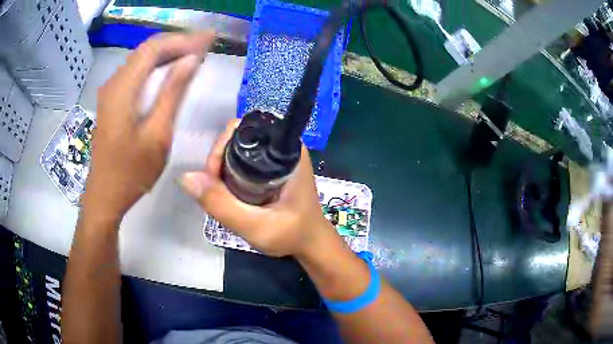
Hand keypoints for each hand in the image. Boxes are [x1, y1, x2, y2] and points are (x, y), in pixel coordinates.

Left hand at [82, 32, 215, 222]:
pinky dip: (155, 65)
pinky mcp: (112, 101)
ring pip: (141, 59)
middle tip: (205, 45)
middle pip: (147, 49)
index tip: (210, 39)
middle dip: (177, 42)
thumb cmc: (131, 172)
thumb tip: (191, 60)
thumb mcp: (157, 134)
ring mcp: (110, 91)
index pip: (155, 48)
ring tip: (193, 54)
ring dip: (167, 52)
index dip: (184, 39)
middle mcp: (114, 83)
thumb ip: (173, 92)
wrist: (105, 196)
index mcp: (123, 88)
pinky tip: (169, 70)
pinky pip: (135, 72)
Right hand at [179, 120, 338, 256]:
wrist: (310, 243)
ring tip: (221, 195)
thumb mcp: (256, 226)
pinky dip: (228, 175)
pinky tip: (228, 194)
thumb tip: (187, 177)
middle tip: (215, 191)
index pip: (244, 129)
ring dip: (221, 170)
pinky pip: (241, 161)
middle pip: (236, 138)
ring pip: (236, 150)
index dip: (220, 147)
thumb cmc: (291, 235)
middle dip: (218, 162)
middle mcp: (282, 147)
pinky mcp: (271, 168)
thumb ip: (222, 204)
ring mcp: (276, 157)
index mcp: (288, 150)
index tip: (213, 177)